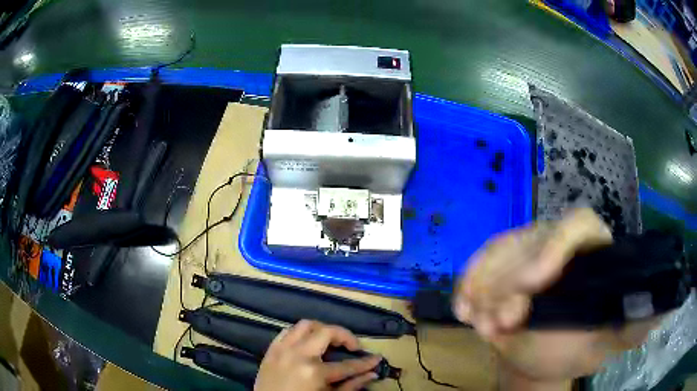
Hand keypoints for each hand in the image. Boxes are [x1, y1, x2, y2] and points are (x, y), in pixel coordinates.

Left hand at [254, 320, 381, 390]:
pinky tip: (306, 343)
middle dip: (344, 336)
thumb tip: (372, 374)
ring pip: (305, 325)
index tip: (377, 359)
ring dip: (321, 330)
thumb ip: (351, 386)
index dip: (365, 362)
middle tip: (351, 346)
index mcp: (314, 372)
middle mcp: (298, 355)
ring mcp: (282, 350)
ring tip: (329, 341)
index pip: (348, 365)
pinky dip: (299, 333)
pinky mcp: (271, 350)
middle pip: (326, 332)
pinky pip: (286, 331)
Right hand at [453, 208, 660, 388]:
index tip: (532, 285)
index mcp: (593, 253)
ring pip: (501, 250)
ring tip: (477, 324)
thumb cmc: (573, 352)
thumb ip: (632, 326)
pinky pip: (481, 261)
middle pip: (532, 239)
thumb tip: (663, 307)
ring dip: (485, 287)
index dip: (554, 246)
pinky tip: (464, 306)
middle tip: (497, 325)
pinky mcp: (503, 263)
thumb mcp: (605, 344)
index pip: (578, 224)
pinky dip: (469, 282)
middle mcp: (561, 243)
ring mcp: (529, 250)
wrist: (535, 362)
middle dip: (509, 283)